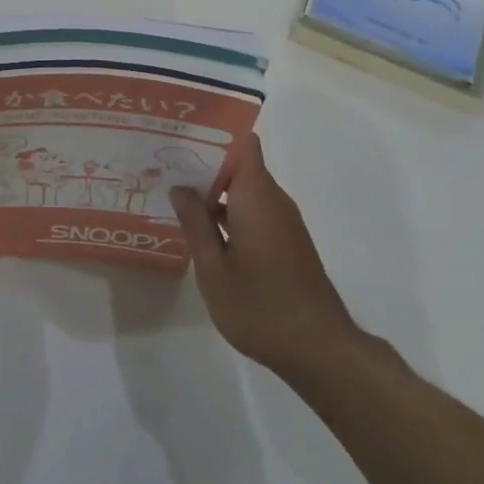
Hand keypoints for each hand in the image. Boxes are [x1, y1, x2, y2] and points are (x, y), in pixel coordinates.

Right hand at [170, 135, 356, 377]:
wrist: (319, 349)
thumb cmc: (260, 306)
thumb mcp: (213, 269)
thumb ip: (196, 224)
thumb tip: (180, 187)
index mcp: (256, 195)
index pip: (243, 143)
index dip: (214, 134)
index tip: (182, 137)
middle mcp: (273, 199)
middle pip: (240, 164)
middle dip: (205, 162)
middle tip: (165, 165)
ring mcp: (283, 221)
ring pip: (245, 188)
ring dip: (215, 190)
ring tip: (174, 193)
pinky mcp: (286, 240)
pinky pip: (254, 209)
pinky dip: (229, 210)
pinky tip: (202, 228)